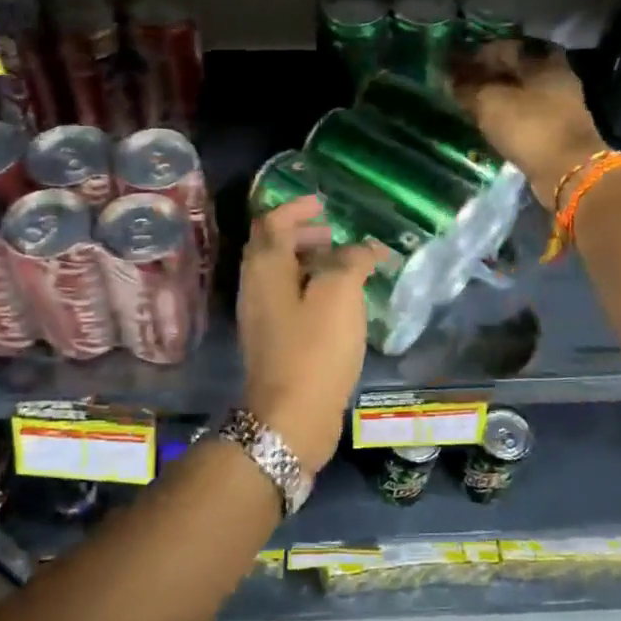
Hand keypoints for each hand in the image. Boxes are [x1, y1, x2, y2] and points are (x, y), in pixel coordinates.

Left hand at [237, 198, 385, 470]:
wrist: (290, 417)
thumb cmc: (314, 348)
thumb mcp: (339, 294)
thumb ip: (351, 261)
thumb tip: (364, 248)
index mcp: (265, 269)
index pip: (272, 222)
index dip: (295, 208)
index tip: (322, 204)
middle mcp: (255, 288)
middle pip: (272, 248)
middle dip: (302, 235)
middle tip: (333, 235)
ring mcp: (261, 318)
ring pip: (280, 276)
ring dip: (307, 263)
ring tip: (343, 267)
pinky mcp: (273, 342)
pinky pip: (289, 301)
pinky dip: (310, 289)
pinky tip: (338, 303)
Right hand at [452, 38, 608, 208]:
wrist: (567, 171)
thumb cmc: (529, 127)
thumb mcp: (489, 104)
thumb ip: (467, 88)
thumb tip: (449, 79)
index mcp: (542, 60)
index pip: (503, 47)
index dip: (475, 55)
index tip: (453, 65)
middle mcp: (555, 75)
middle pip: (514, 69)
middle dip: (487, 75)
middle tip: (460, 85)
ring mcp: (560, 102)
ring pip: (521, 91)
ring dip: (497, 95)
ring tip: (471, 103)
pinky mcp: (558, 127)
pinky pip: (527, 112)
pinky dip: (508, 113)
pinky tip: (491, 120)